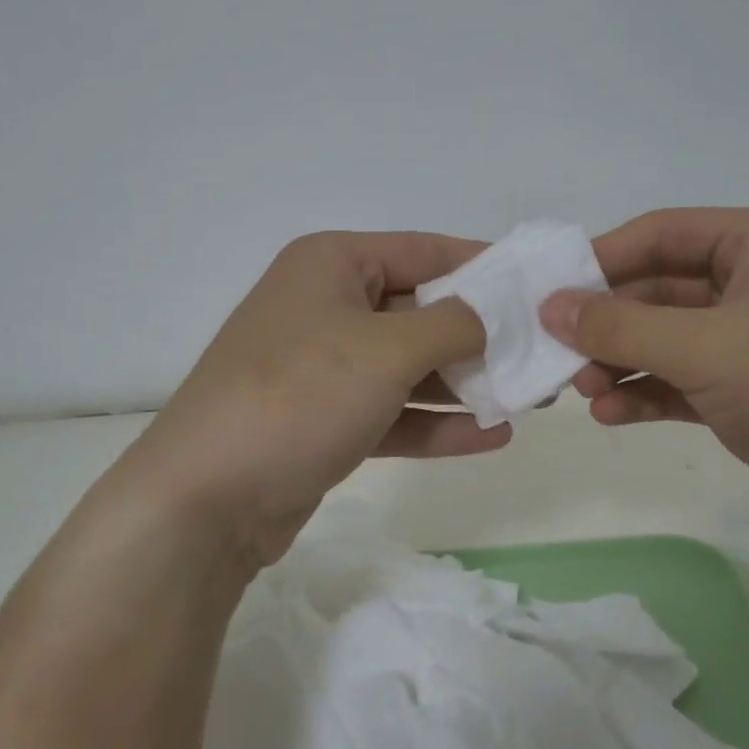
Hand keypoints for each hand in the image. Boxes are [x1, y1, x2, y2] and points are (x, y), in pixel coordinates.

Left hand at [106, 231, 505, 566]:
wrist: (206, 498)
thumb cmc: (300, 395)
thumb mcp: (387, 349)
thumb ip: (454, 324)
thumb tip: (493, 314)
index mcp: (333, 264)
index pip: (424, 250)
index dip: (484, 265)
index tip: (537, 285)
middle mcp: (328, 306)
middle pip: (422, 311)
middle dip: (483, 335)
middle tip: (542, 353)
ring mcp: (326, 368)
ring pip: (411, 367)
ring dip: (467, 384)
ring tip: (531, 398)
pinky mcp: (327, 421)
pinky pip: (394, 412)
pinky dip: (438, 424)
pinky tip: (492, 436)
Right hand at [540, 208, 748, 547]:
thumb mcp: (706, 349)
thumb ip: (621, 327)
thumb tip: (550, 306)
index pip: (658, 234)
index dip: (599, 260)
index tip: (548, 294)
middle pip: (654, 289)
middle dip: (606, 323)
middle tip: (557, 354)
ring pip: (662, 338)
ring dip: (619, 361)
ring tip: (582, 391)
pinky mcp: (744, 390)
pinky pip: (678, 379)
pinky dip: (644, 392)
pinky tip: (611, 414)